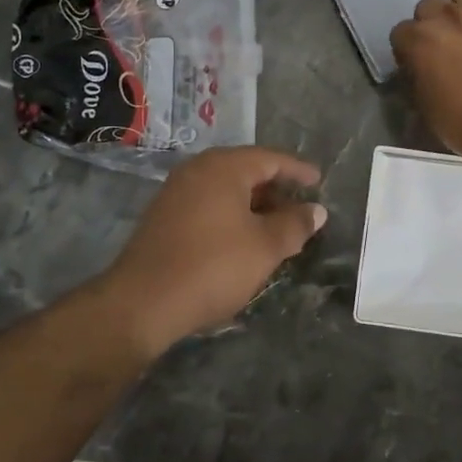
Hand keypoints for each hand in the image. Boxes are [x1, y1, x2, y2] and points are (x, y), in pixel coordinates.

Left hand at [104, 146, 326, 354]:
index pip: (271, 158)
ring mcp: (177, 192)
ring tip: (278, 227)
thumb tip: (316, 211)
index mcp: (224, 167)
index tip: (320, 181)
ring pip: (227, 189)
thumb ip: (294, 225)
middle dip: (276, 189)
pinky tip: (244, 239)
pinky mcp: (165, 216)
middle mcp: (198, 170)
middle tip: (301, 208)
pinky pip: (209, 204)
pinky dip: (232, 215)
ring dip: (255, 204)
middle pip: (247, 170)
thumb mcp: (265, 247)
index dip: (298, 170)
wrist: (142, 303)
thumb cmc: (213, 266)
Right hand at [390, 0, 461, 162]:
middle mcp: (450, 18)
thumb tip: (420, 71)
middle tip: (444, 44)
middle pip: (429, 4)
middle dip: (432, 22)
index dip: (407, 48)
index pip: (401, 32)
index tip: (416, 63)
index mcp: (421, 41)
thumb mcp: (426, 109)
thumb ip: (418, 80)